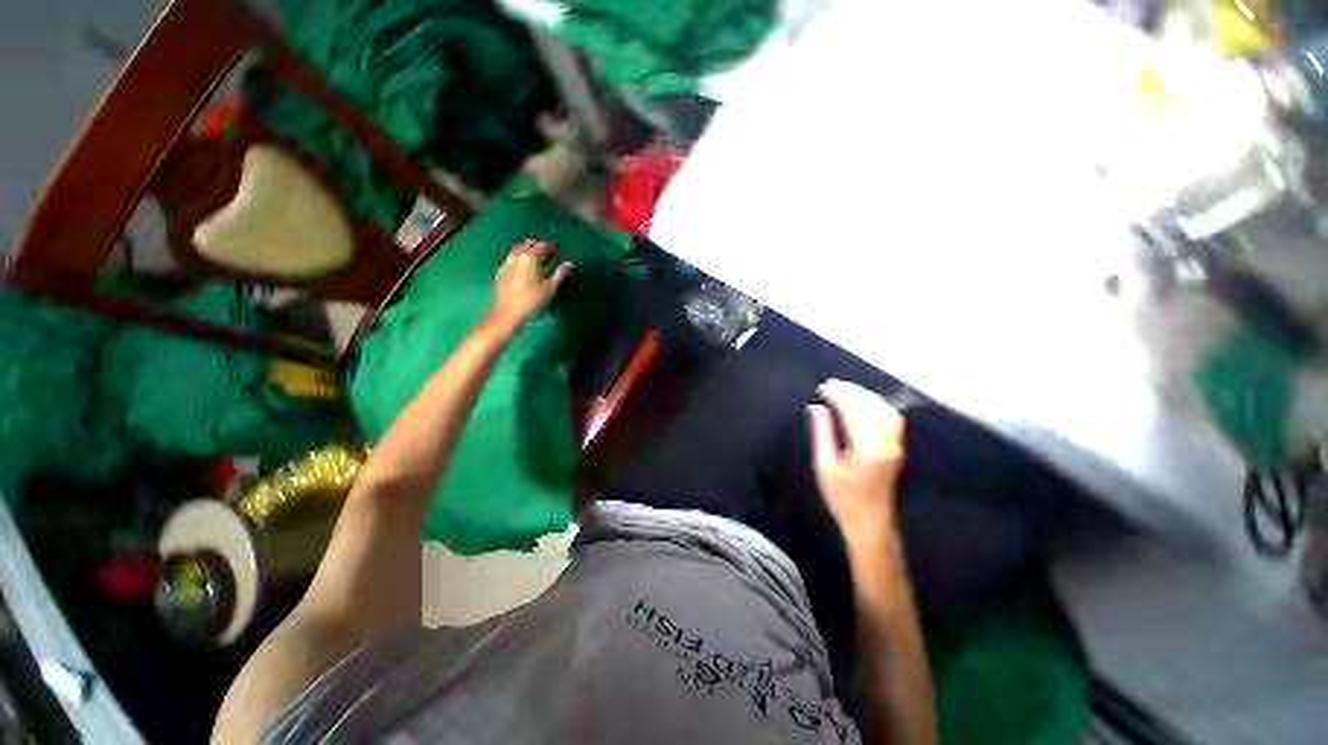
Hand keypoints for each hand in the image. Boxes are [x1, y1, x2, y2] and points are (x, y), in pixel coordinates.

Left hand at [491, 240, 571, 331]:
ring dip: (528, 252)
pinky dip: (519, 259)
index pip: (542, 246)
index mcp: (529, 258)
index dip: (552, 249)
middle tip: (549, 257)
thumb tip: (569, 264)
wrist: (507, 315)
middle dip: (539, 247)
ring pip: (517, 250)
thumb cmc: (532, 302)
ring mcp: (506, 264)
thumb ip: (560, 274)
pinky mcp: (500, 273)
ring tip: (537, 262)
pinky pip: (510, 259)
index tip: (559, 256)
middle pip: (528, 244)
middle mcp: (516, 257)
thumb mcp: (550, 289)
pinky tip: (523, 269)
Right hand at [809, 379, 905, 548]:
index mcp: (866, 450)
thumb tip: (817, 408)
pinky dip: (877, 404)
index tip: (823, 388)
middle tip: (831, 384)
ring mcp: (895, 446)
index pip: (853, 412)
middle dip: (850, 391)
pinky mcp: (897, 447)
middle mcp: (885, 445)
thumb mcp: (824, 466)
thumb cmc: (842, 497)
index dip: (838, 395)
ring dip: (864, 395)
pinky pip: (892, 418)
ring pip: (884, 410)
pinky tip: (864, 401)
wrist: (870, 521)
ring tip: (844, 389)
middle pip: (870, 407)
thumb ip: (822, 434)